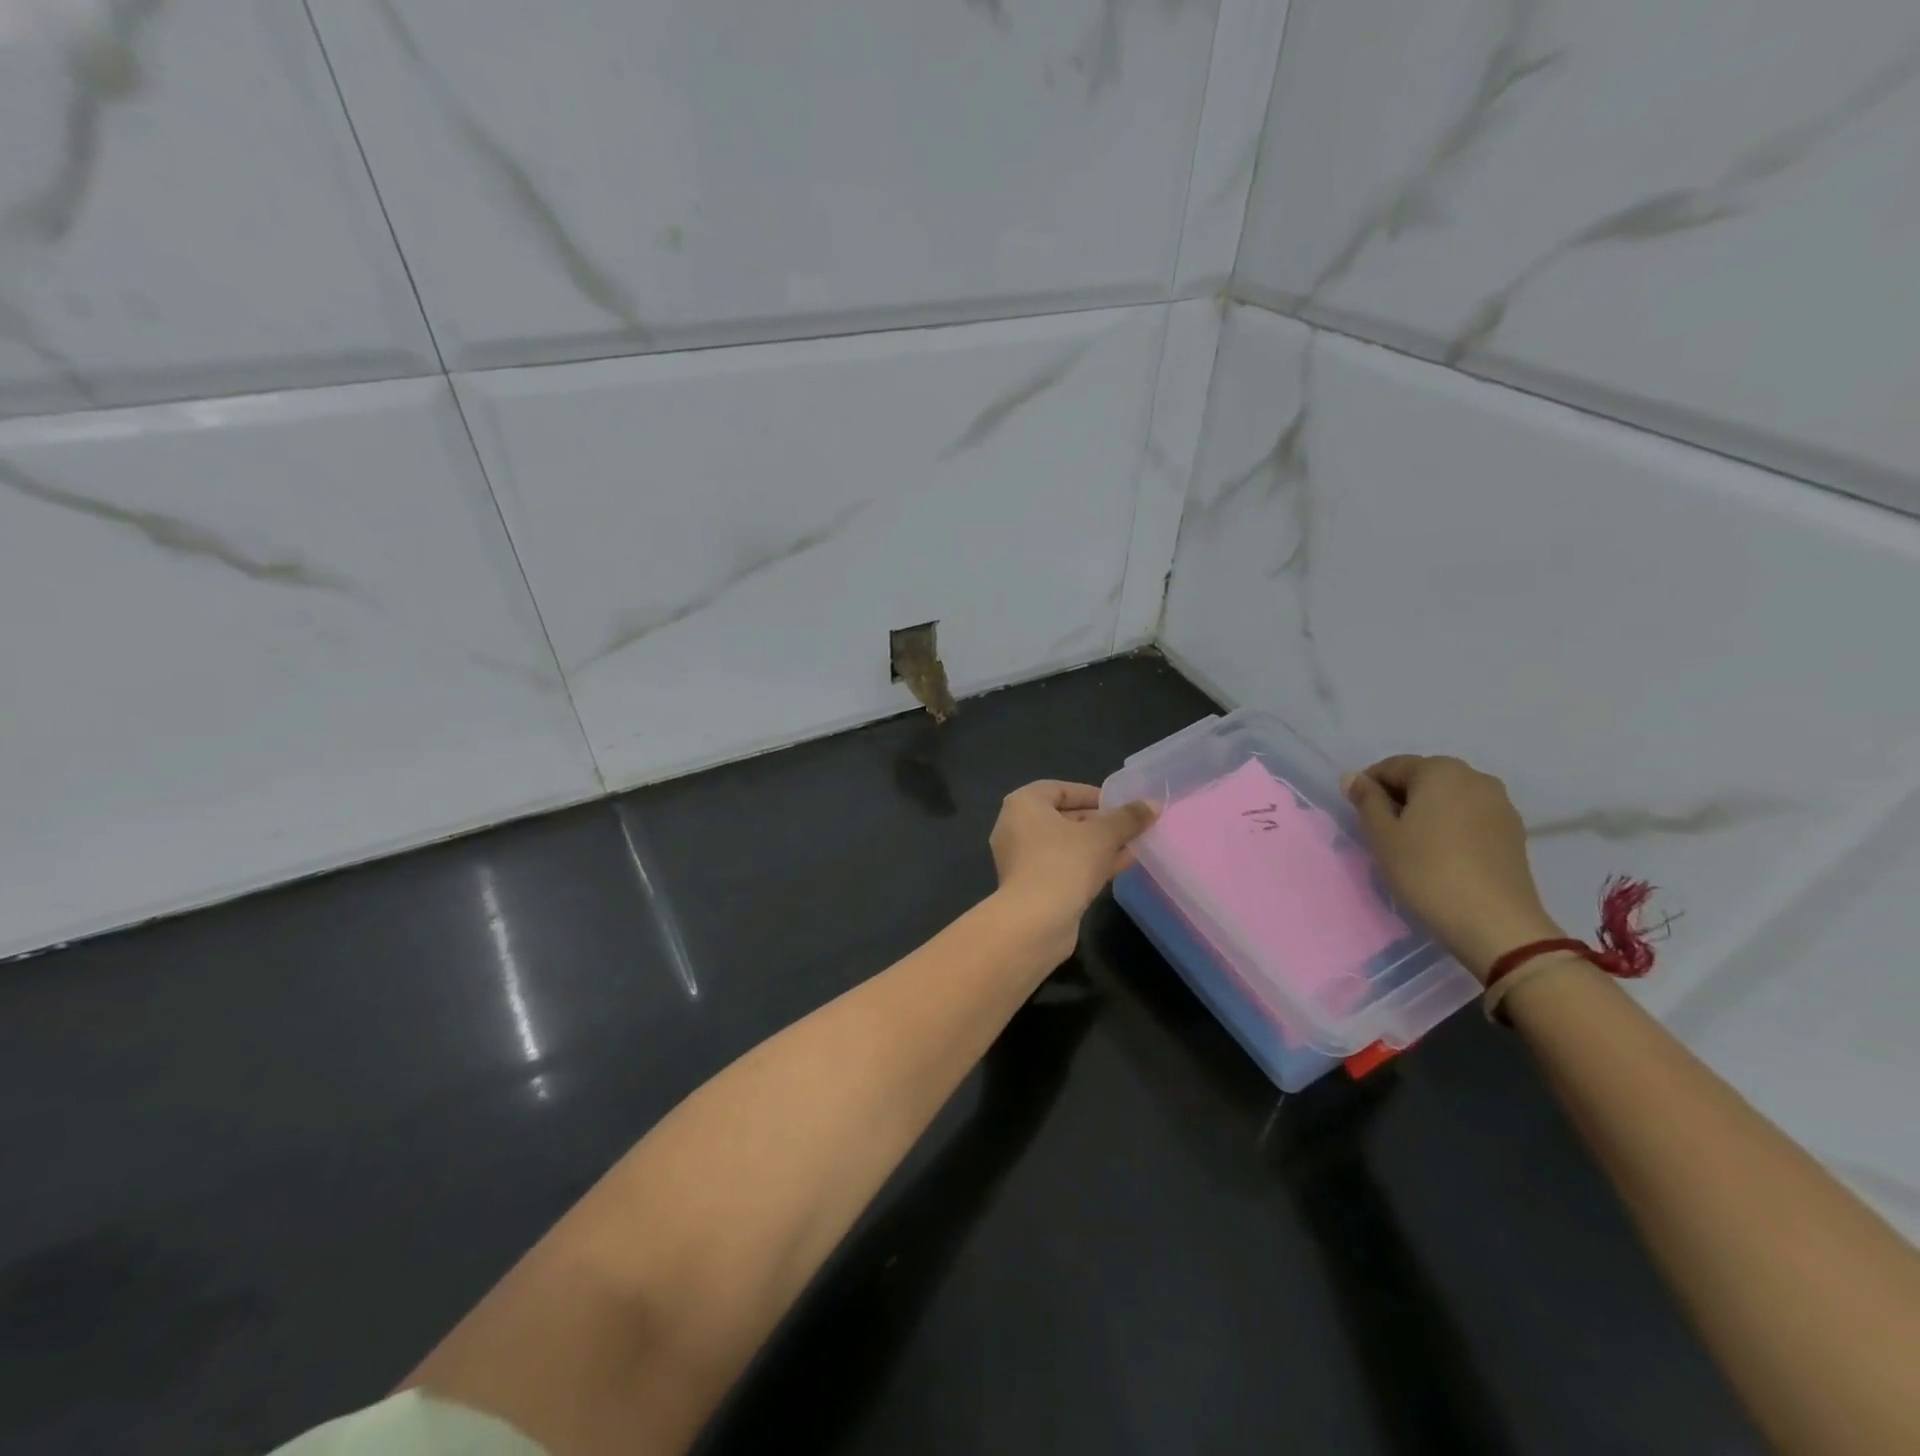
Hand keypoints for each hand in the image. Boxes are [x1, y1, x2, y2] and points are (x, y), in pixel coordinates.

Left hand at [990, 781, 1154, 954]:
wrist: (1035, 922)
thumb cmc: (1064, 863)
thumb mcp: (1102, 836)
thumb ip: (1128, 818)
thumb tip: (1154, 804)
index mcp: (1023, 804)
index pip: (1060, 789)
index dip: (1093, 794)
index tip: (1121, 804)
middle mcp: (1016, 827)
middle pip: (1063, 817)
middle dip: (1099, 821)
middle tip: (1131, 825)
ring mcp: (1022, 859)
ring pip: (1066, 845)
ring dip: (1098, 844)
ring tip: (1134, 843)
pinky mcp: (1032, 886)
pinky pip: (1064, 866)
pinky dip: (1089, 863)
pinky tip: (1122, 865)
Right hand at [1343, 755, 1560, 981]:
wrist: (1494, 922)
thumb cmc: (1426, 870)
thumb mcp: (1382, 835)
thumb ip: (1366, 800)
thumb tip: (1353, 777)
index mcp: (1440, 771)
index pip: (1392, 766)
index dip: (1369, 787)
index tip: (1358, 814)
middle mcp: (1475, 777)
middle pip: (1424, 778)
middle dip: (1400, 798)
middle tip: (1382, 831)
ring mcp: (1500, 804)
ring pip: (1449, 798)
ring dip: (1426, 812)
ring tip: (1411, 844)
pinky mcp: (1513, 831)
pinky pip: (1470, 816)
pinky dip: (1450, 826)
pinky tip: (1441, 854)